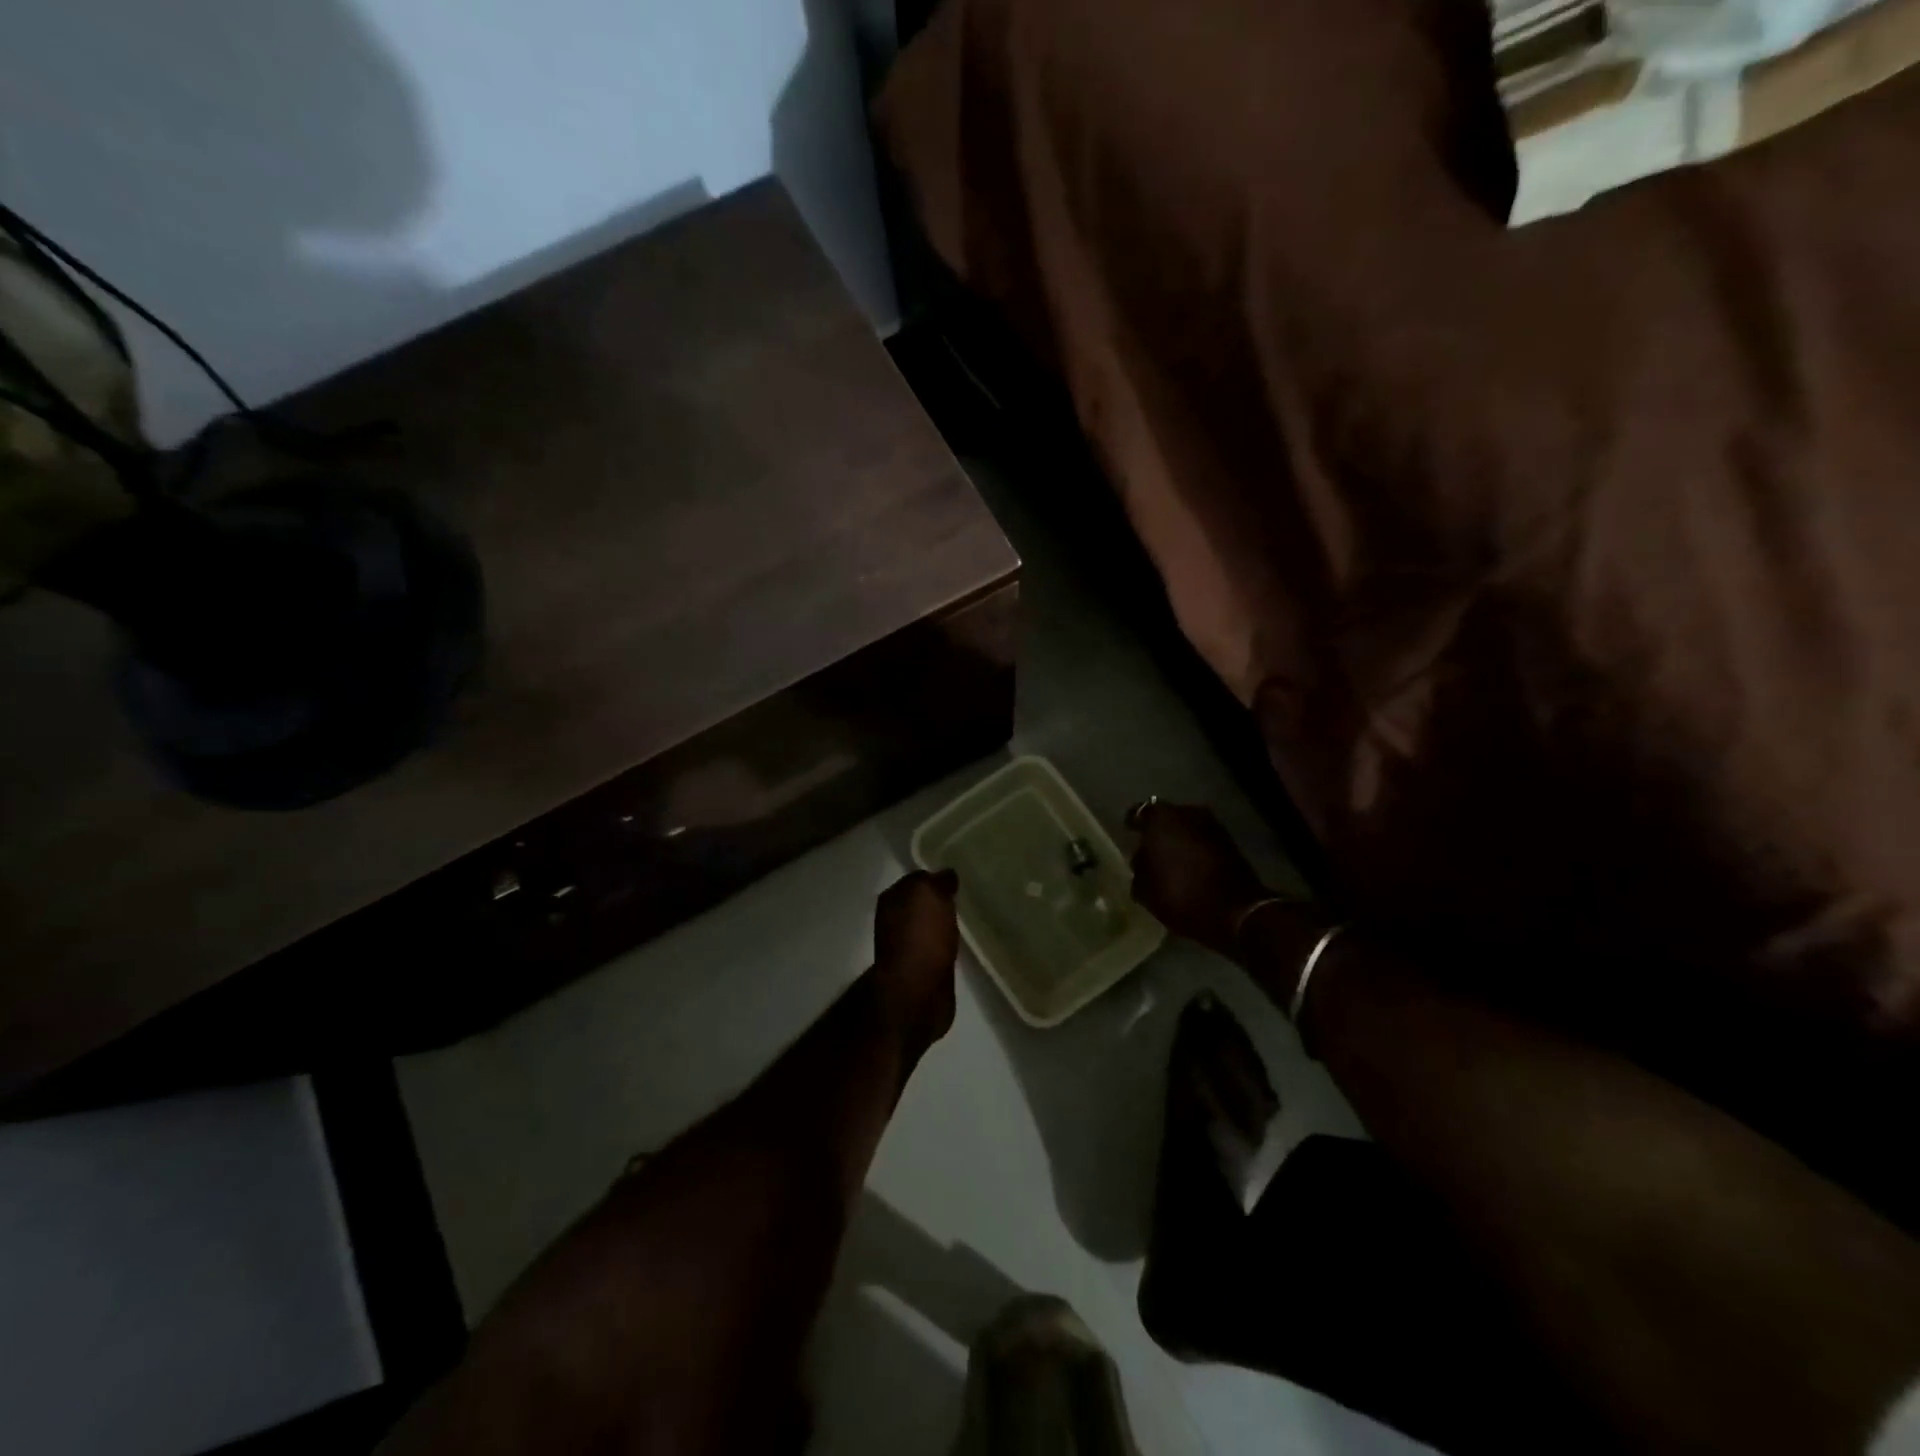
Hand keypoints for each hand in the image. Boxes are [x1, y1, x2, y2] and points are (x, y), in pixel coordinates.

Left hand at [873, 869, 960, 1050]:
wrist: (917, 992)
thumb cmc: (921, 936)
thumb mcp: (930, 894)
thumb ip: (937, 880)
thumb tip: (945, 875)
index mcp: (892, 899)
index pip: (916, 878)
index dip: (935, 877)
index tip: (957, 879)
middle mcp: (895, 920)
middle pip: (921, 903)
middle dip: (939, 900)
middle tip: (964, 897)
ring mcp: (907, 946)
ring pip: (928, 925)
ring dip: (942, 923)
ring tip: (965, 919)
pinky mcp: (921, 969)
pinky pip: (936, 947)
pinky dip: (946, 944)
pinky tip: (960, 943)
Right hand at [1128, 803, 1271, 956]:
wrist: (1236, 911)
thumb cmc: (1180, 894)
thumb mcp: (1145, 889)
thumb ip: (1139, 869)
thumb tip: (1142, 861)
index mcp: (1161, 818)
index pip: (1139, 812)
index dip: (1133, 823)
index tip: (1128, 833)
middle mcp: (1187, 813)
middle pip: (1166, 818)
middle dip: (1158, 832)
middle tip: (1149, 850)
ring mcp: (1213, 826)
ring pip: (1187, 828)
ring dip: (1179, 841)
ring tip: (1170, 861)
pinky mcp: (1231, 843)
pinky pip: (1203, 841)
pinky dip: (1195, 850)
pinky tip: (1189, 868)